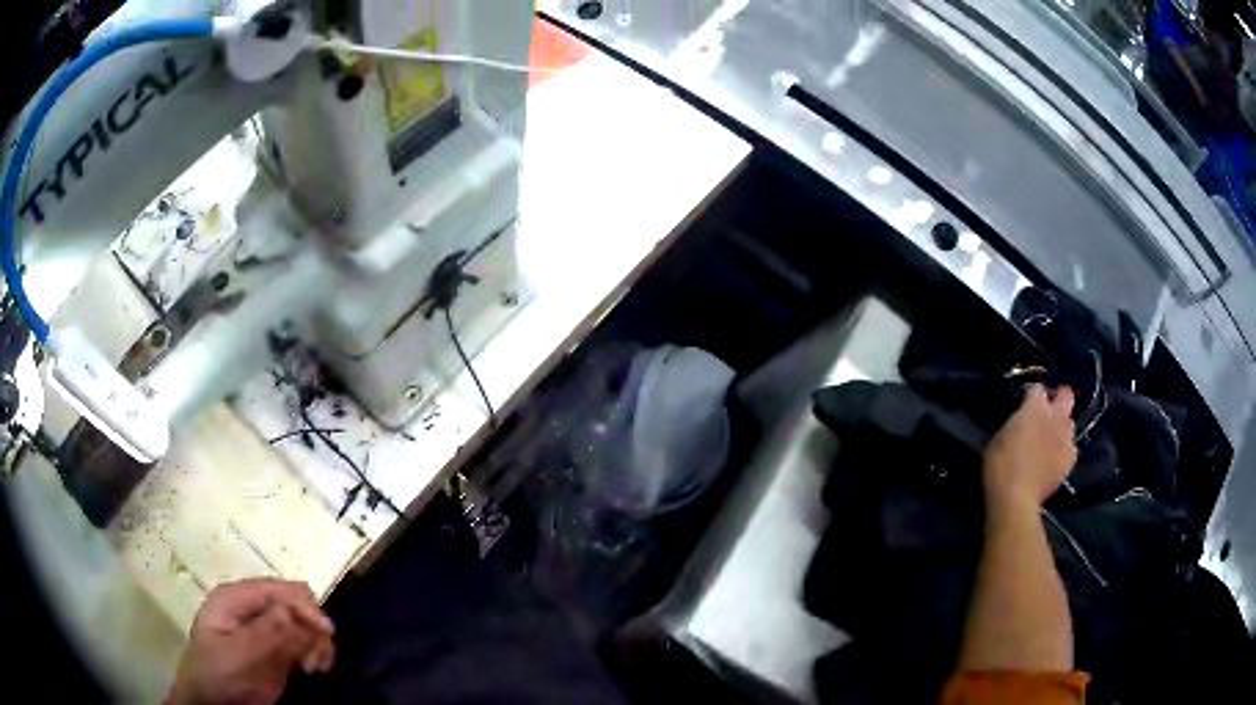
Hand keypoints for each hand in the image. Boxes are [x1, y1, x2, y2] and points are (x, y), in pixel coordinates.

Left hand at [166, 579, 335, 704]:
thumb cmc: (218, 677)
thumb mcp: (239, 656)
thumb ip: (269, 633)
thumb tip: (304, 608)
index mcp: (236, 597)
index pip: (281, 590)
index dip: (306, 608)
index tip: (325, 637)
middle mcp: (251, 607)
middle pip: (295, 604)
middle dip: (313, 628)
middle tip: (318, 660)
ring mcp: (262, 629)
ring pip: (303, 624)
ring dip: (316, 643)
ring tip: (316, 669)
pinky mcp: (272, 650)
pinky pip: (302, 643)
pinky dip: (313, 653)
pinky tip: (313, 669)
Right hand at [982, 384, 1076, 512]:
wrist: (1016, 498)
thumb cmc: (1000, 466)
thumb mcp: (1000, 437)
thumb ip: (1016, 423)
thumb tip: (1021, 420)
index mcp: (1035, 407)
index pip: (1038, 388)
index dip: (1031, 395)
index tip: (1025, 403)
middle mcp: (1055, 416)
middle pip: (1066, 394)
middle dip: (1059, 398)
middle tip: (1049, 410)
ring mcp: (1066, 438)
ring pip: (1070, 422)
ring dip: (1062, 426)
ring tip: (1052, 438)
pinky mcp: (1070, 459)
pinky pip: (1071, 447)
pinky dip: (1065, 450)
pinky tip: (1055, 458)